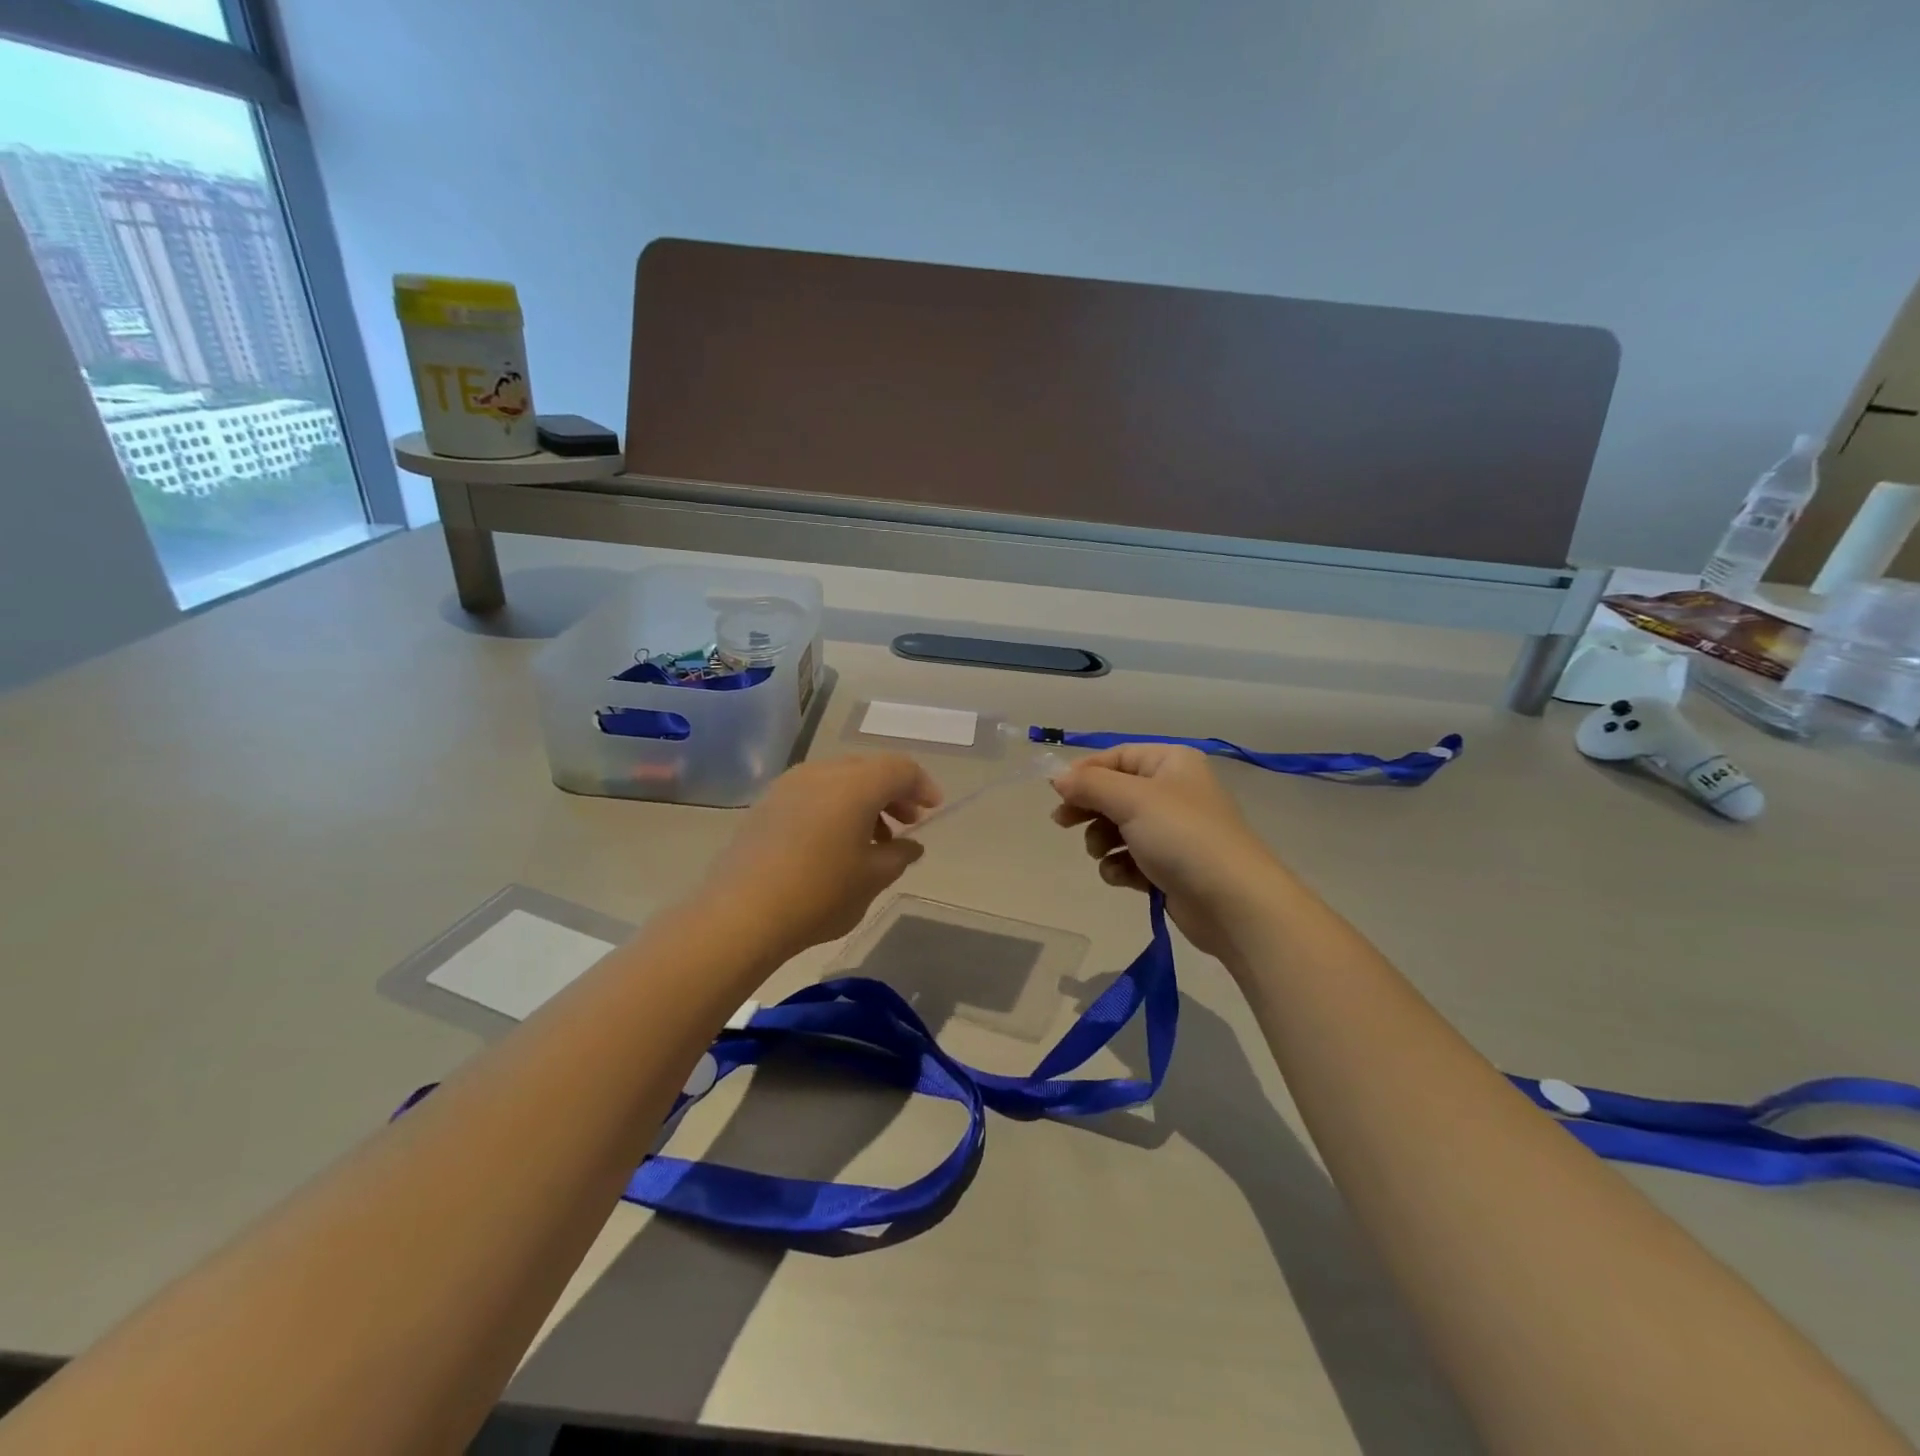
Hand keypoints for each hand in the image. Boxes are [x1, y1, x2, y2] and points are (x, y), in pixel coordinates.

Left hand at [695, 755, 942, 960]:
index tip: (933, 810)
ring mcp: (789, 785)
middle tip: (907, 823)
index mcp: (855, 784)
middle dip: (893, 792)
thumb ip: (899, 855)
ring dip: (864, 800)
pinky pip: (814, 792)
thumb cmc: (819, 894)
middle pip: (868, 769)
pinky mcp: (767, 804)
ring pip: (839, 779)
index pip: (900, 768)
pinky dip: (835, 806)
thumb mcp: (872, 879)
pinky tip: (835, 843)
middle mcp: (822, 772)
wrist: (739, 914)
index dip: (922, 786)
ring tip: (873, 839)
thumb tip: (910, 845)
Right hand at [1051, 744, 1285, 958]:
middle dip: (1089, 808)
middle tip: (1062, 823)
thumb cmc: (1183, 837)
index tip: (1056, 792)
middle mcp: (1173, 791)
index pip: (1117, 756)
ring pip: (1119, 828)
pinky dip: (1120, 866)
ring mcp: (1173, 832)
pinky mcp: (1170, 868)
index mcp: (1171, 763)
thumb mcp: (1132, 800)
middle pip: (1115, 792)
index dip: (1085, 772)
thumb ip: (1090, 785)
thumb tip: (1057, 778)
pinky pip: (1131, 859)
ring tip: (1101, 854)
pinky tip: (1121, 876)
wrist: (1233, 903)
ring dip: (1102, 841)